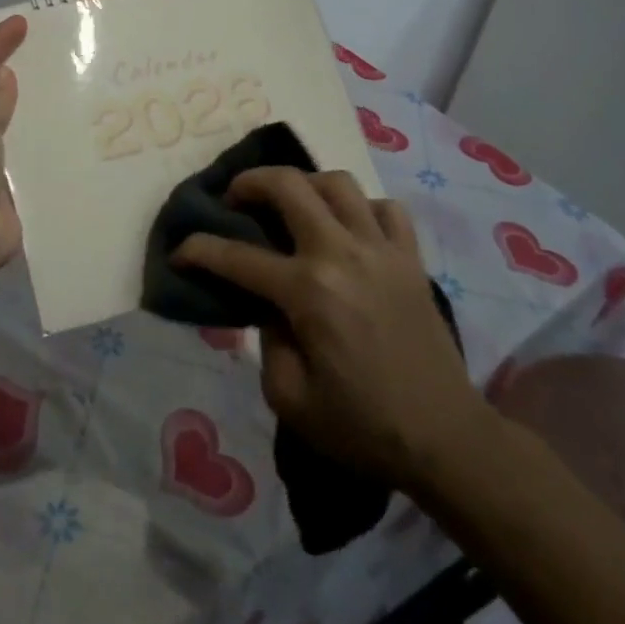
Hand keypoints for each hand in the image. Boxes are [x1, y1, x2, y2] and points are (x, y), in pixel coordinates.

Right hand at [173, 168, 491, 490]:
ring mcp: (382, 249)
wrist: (445, 440)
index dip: (198, 250)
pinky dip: (362, 207)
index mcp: (307, 291)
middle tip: (234, 199)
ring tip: (291, 204)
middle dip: (248, 183)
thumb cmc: (362, 426)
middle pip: (288, 185)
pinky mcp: (412, 258)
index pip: (236, 256)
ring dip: (304, 184)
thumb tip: (268, 306)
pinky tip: (349, 227)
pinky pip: (386, 208)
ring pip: (337, 183)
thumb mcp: (289, 398)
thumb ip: (266, 341)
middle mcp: (341, 254)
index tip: (179, 250)